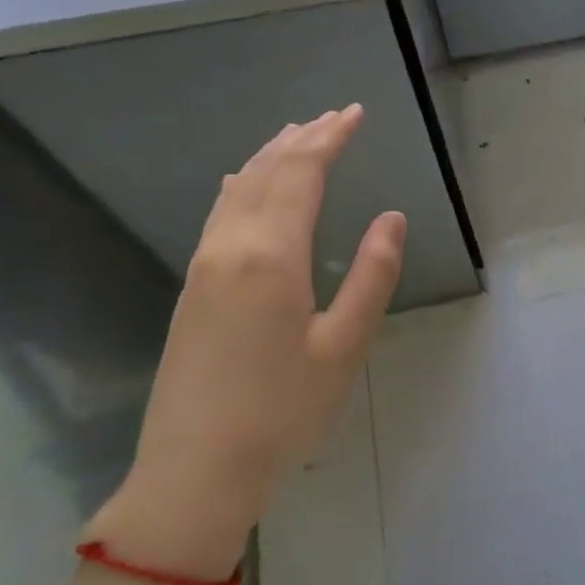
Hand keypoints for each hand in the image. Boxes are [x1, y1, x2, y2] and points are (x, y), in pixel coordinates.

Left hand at [89, 106, 405, 578]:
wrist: (194, 470)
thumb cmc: (283, 411)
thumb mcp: (344, 346)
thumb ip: (372, 276)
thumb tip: (391, 218)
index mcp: (271, 257)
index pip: (300, 175)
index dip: (329, 139)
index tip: (355, 114)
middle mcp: (230, 249)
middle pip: (266, 174)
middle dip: (302, 139)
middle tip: (334, 116)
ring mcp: (203, 268)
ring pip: (237, 191)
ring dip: (271, 158)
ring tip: (297, 137)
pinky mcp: (192, 290)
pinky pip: (221, 214)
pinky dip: (245, 186)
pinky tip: (249, 187)